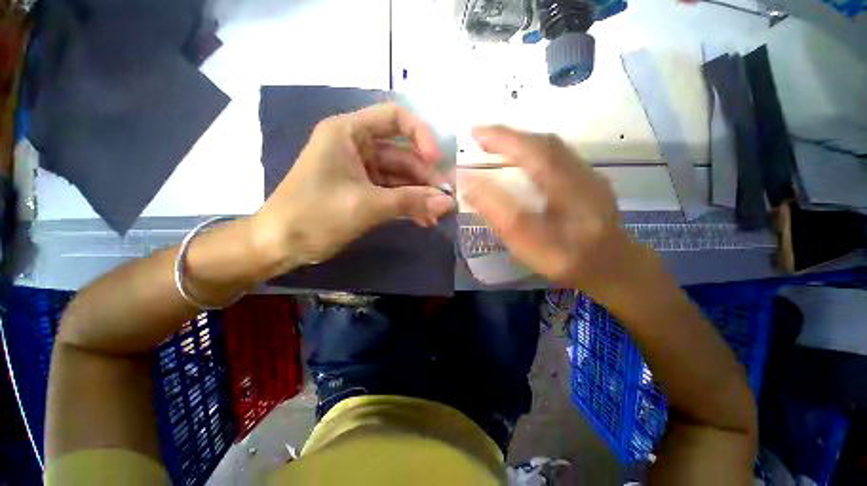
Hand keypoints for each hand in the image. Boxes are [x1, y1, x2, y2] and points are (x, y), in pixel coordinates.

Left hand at [252, 103, 454, 273]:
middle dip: (424, 178)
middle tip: (445, 201)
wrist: (280, 244)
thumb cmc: (316, 216)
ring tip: (436, 215)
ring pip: (399, 177)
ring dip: (419, 196)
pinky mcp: (362, 191)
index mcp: (348, 133)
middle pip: (402, 154)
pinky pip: (391, 192)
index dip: (421, 135)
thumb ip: (411, 201)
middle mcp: (356, 146)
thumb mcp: (368, 206)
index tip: (437, 161)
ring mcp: (360, 171)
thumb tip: (449, 202)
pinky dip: (407, 204)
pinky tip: (422, 219)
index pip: (394, 117)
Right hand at [459, 126, 647, 291]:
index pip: (533, 155)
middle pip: (544, 144)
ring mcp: (589, 174)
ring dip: (520, 140)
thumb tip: (468, 184)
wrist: (611, 264)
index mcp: (570, 194)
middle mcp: (583, 175)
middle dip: (508, 136)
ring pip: (552, 146)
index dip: (502, 140)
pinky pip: (557, 153)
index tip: (474, 134)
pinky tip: (520, 156)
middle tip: (480, 137)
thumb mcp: (528, 245)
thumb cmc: (565, 260)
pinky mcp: (588, 177)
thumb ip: (499, 214)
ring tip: (494, 143)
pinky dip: (532, 148)